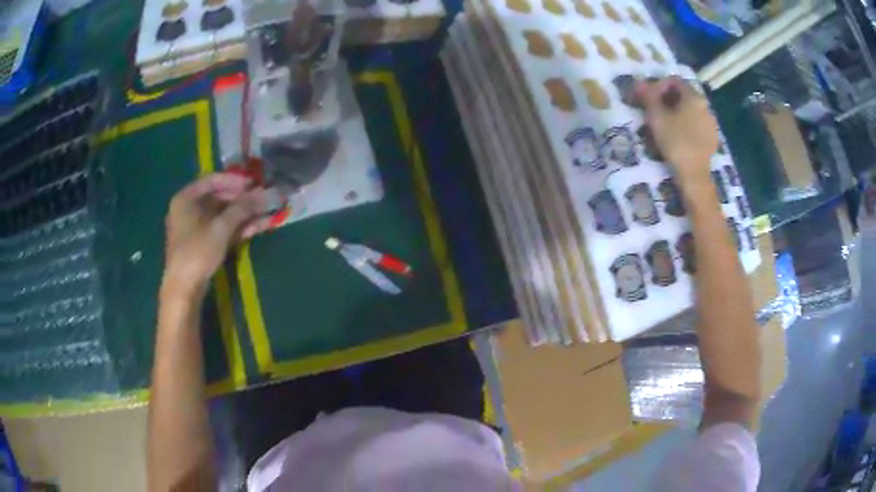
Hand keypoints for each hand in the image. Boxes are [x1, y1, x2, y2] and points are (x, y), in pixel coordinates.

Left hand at [163, 173, 266, 297]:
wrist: (184, 289)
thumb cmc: (197, 252)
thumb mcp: (221, 228)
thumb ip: (242, 208)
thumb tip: (265, 192)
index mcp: (186, 199)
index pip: (212, 180)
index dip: (234, 180)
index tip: (253, 183)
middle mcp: (188, 209)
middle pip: (218, 197)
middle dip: (242, 199)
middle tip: (262, 199)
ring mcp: (195, 228)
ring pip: (222, 215)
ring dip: (244, 214)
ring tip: (266, 213)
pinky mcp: (202, 244)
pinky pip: (221, 229)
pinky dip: (237, 228)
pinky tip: (257, 226)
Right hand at [635, 77, 718, 182]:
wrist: (694, 175)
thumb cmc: (676, 142)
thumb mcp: (657, 117)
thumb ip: (648, 97)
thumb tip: (639, 82)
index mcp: (694, 97)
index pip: (674, 81)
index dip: (659, 86)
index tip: (649, 99)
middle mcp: (706, 106)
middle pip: (684, 95)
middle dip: (668, 100)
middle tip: (654, 111)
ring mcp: (711, 124)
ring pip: (691, 111)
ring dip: (677, 113)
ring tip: (665, 125)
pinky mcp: (712, 139)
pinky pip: (697, 125)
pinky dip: (687, 125)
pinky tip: (678, 137)